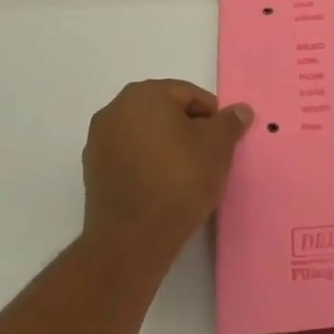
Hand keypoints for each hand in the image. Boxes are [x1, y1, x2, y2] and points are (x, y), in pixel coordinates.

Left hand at [81, 81, 252, 263]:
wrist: (131, 240)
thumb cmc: (179, 180)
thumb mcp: (217, 147)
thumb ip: (230, 122)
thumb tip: (240, 109)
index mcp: (144, 94)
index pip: (189, 95)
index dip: (212, 117)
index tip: (223, 142)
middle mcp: (115, 109)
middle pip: (165, 112)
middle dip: (189, 130)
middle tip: (209, 157)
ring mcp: (99, 140)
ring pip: (147, 134)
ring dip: (168, 147)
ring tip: (187, 175)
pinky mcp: (93, 170)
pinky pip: (130, 156)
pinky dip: (148, 164)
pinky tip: (163, 187)